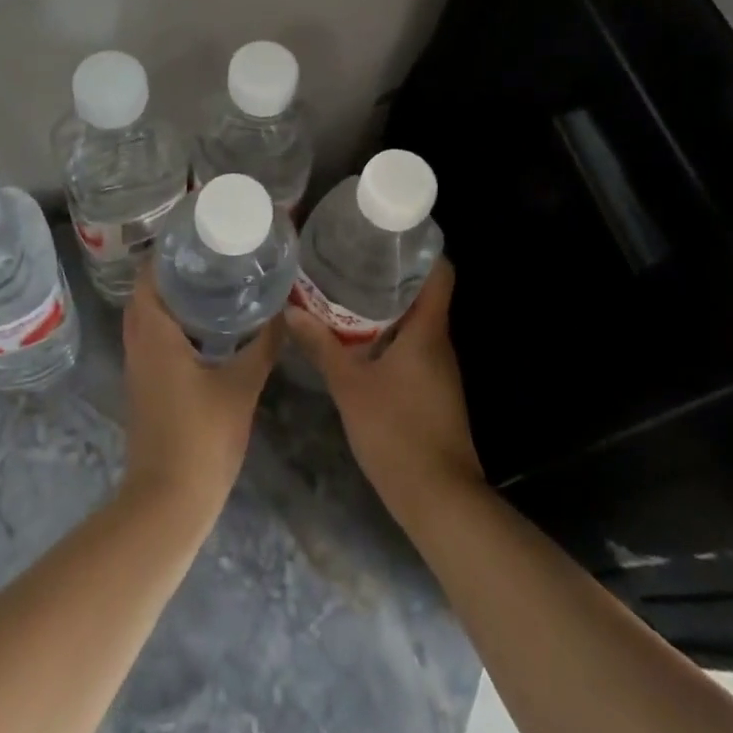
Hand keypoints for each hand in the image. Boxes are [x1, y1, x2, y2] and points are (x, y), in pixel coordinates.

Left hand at [119, 268, 274, 520]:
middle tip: (212, 256)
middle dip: (175, 272)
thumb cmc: (202, 437)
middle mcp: (139, 344)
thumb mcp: (242, 385)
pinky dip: (174, 324)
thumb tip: (287, 311)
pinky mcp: (146, 386)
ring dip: (173, 299)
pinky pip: (154, 339)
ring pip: (149, 318)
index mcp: (154, 335)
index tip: (199, 237)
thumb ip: (264, 345)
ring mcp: (139, 367)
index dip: (168, 253)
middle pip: (147, 294)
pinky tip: (209, 327)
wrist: (169, 500)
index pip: (149, 277)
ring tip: (214, 282)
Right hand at [285, 261, 482, 520]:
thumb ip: (322, 346)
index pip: (440, 272)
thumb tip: (292, 311)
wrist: (438, 497)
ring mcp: (439, 368)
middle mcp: (439, 342)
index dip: (421, 248)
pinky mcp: (433, 389)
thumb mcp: (350, 386)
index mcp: (428, 330)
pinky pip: (413, 347)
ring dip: (386, 307)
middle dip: (390, 275)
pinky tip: (358, 339)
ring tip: (346, 291)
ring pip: (416, 322)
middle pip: (424, 293)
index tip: (387, 235)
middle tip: (351, 259)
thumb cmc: (396, 432)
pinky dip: (389, 336)